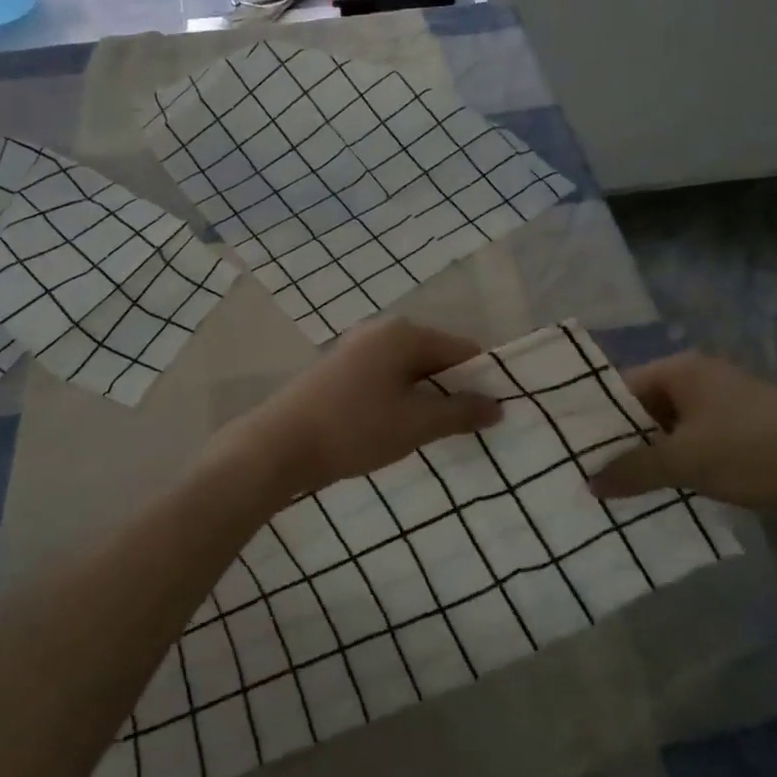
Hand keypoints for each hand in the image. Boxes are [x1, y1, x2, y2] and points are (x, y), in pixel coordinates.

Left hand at [208, 318, 502, 499]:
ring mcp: (357, 348)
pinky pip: (386, 378)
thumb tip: (497, 405)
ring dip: (426, 398)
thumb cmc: (354, 429)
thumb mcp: (415, 424)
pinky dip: (400, 399)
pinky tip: (399, 428)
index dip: (483, 380)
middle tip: (468, 428)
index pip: (463, 349)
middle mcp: (382, 331)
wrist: (279, 445)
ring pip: (409, 370)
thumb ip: (460, 412)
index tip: (494, 413)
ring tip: (435, 433)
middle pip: (435, 357)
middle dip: (453, 390)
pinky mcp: (340, 369)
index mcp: (405, 333)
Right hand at [589, 352, 776, 510]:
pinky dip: (681, 460)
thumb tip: (589, 482)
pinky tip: (667, 489)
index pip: (623, 387)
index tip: (575, 450)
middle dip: (624, 441)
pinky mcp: (746, 427)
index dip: (599, 419)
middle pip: (646, 407)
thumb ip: (632, 470)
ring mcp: (726, 401)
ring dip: (653, 455)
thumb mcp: (684, 462)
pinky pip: (697, 439)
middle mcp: (701, 377)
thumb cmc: (751, 452)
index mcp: (681, 369)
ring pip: (672, 427)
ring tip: (623, 487)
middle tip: (593, 473)